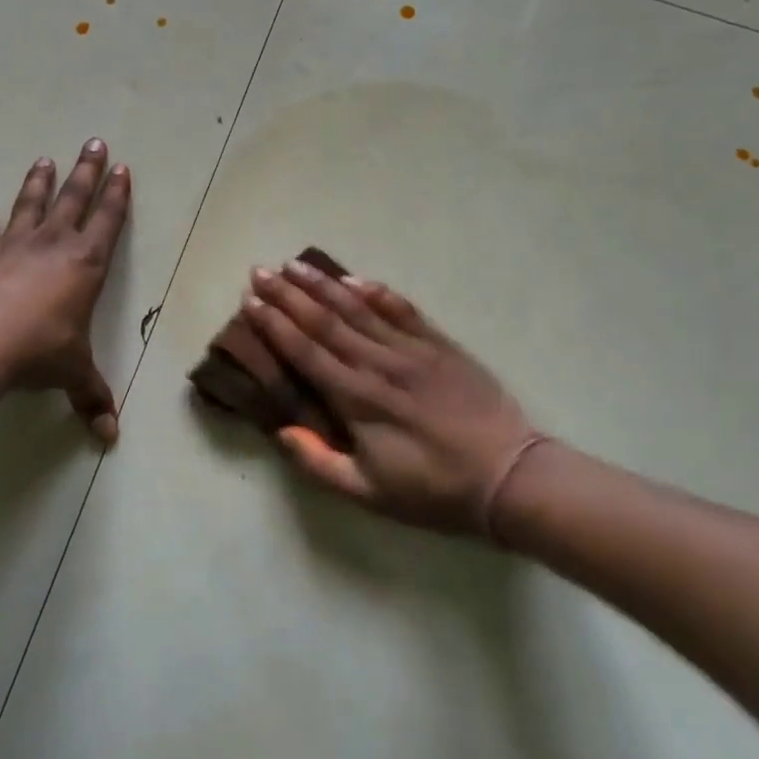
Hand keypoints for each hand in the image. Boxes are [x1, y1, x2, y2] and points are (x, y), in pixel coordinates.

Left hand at [0, 141, 131, 442]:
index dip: (116, 195)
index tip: (121, 169)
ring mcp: (12, 246)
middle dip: (85, 171)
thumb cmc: (37, 352)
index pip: (107, 221)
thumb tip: (110, 439)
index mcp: (85, 265)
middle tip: (93, 142)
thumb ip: (92, 399)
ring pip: (30, 205)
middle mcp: (52, 245)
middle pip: (73, 198)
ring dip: (39, 183)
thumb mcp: (72, 375)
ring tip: (44, 160)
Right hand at [241, 261, 550, 541]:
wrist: (509, 477)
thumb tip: (280, 432)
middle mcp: (378, 365)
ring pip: (358, 308)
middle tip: (260, 271)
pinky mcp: (439, 345)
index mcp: (357, 399)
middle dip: (288, 295)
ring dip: (323, 285)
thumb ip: (319, 463)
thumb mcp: (369, 494)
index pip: (306, 352)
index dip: (275, 325)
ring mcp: (411, 350)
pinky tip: (355, 278)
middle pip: (325, 321)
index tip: (250, 302)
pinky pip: (402, 310)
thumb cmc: (433, 489)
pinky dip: (377, 292)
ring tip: (294, 264)